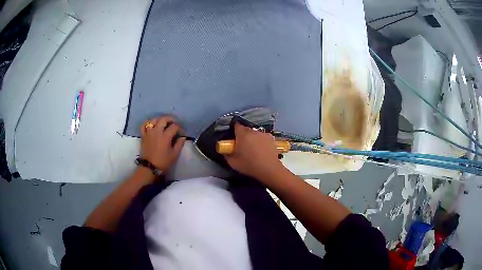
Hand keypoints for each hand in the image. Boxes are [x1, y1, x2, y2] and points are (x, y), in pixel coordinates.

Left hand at [140, 116, 185, 171]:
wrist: (150, 168)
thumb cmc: (163, 162)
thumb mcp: (174, 154)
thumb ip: (179, 144)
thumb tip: (183, 137)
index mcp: (166, 136)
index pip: (174, 126)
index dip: (180, 128)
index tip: (182, 133)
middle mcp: (157, 131)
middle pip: (164, 119)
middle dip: (170, 119)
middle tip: (174, 123)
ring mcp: (149, 133)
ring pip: (153, 120)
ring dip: (159, 119)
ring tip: (163, 123)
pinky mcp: (143, 136)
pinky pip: (143, 126)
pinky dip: (147, 123)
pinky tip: (151, 125)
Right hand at [224, 123, 284, 180]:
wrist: (269, 169)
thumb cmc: (249, 165)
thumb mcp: (232, 162)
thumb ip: (226, 154)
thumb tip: (225, 150)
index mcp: (243, 134)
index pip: (236, 125)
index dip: (234, 130)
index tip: (233, 137)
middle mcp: (253, 131)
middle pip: (246, 130)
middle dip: (243, 135)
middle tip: (242, 145)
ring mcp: (264, 134)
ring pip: (255, 133)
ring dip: (253, 138)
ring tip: (253, 149)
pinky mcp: (271, 139)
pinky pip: (263, 138)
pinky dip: (261, 142)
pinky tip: (261, 150)